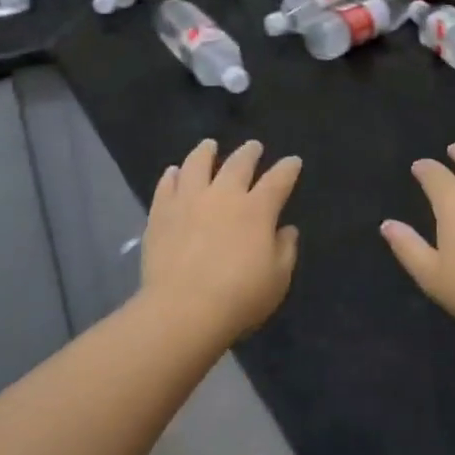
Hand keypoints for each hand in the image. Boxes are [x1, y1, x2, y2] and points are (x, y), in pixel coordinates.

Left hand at [141, 138, 301, 340]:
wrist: (183, 309)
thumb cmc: (239, 297)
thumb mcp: (277, 279)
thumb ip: (285, 250)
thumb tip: (286, 230)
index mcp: (257, 210)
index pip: (278, 180)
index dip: (287, 168)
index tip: (293, 161)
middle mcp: (223, 196)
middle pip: (238, 164)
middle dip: (249, 152)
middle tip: (254, 146)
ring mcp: (189, 201)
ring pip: (197, 165)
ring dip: (205, 152)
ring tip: (209, 145)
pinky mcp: (161, 213)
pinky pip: (166, 186)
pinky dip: (172, 176)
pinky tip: (173, 172)